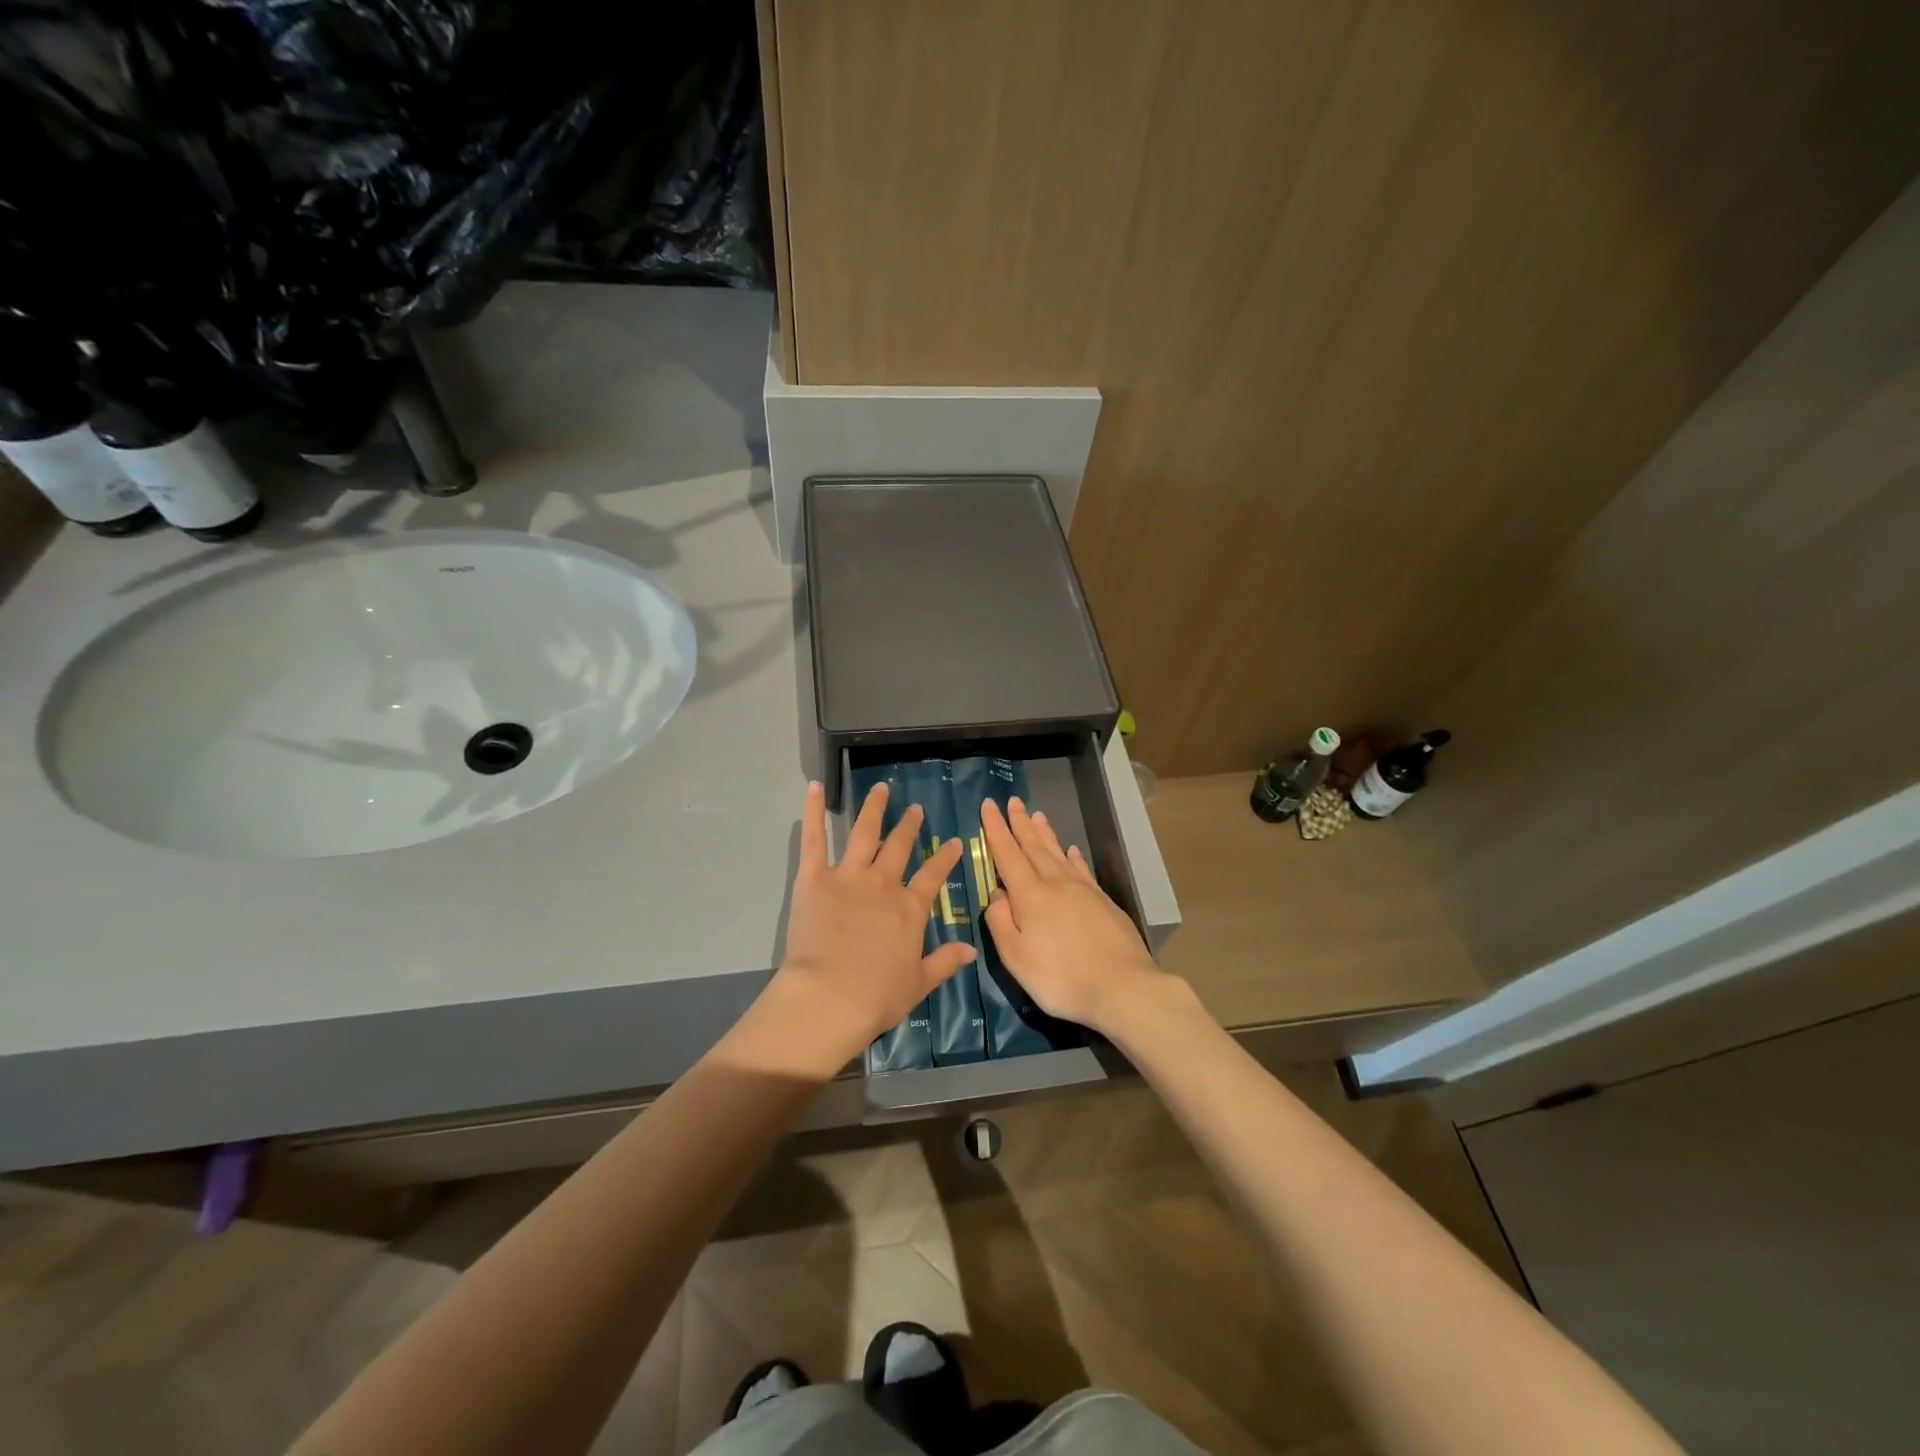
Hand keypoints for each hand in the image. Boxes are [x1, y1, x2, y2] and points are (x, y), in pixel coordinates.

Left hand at [760, 780, 975, 1073]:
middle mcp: (883, 884)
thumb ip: (945, 962)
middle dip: (909, 826)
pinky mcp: (815, 878)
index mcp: (909, 909)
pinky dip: (814, 812)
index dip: (944, 858)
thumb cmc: (876, 996)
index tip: (953, 842)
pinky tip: (815, 788)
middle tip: (915, 809)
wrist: (830, 996)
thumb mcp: (919, 983)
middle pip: (899, 848)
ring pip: (864, 833)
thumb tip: (971, 950)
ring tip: (881, 789)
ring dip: (874, 809)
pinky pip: (815, 839)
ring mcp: (849, 876)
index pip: (933, 876)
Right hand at [979, 796, 1168, 1033]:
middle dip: (1020, 823)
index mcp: (1030, 896)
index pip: (1007, 855)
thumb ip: (1000, 923)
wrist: (1123, 987)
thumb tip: (996, 895)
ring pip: (1058, 853)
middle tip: (1012, 801)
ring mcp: (1083, 890)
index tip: (989, 805)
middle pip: (1034, 847)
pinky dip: (1073, 857)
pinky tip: (1071, 850)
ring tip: (1037, 815)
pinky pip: (1082, 869)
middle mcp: (1056, 884)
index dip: (996, 829)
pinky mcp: (1102, 901)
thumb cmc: (1061, 978)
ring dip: (1044, 833)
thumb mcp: (1016, 958)